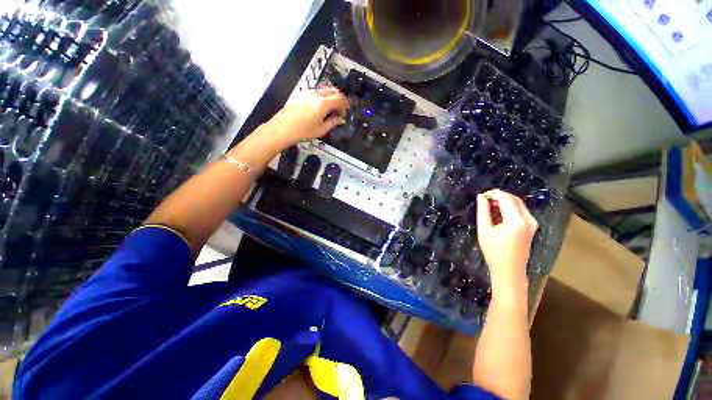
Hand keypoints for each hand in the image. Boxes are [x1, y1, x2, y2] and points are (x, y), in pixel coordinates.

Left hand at [262, 87, 348, 146]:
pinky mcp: (302, 94)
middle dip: (339, 100)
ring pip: (325, 90)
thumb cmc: (304, 131)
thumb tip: (341, 120)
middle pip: (333, 91)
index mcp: (323, 103)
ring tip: (330, 111)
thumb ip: (333, 122)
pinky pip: (317, 92)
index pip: (340, 98)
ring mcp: (308, 92)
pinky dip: (323, 98)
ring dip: (331, 98)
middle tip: (339, 112)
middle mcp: (316, 94)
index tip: (344, 113)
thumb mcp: (321, 129)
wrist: (283, 128)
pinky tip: (320, 109)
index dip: (345, 105)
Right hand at [476, 190, 537, 288]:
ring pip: (518, 204)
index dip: (493, 193)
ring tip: (488, 205)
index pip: (506, 199)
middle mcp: (528, 219)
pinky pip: (520, 211)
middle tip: (484, 199)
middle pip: (514, 199)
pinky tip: (498, 212)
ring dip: (504, 201)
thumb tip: (480, 197)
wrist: (509, 270)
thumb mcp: (484, 230)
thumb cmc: (494, 251)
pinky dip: (509, 208)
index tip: (481, 194)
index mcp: (517, 221)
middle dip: (499, 196)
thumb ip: (483, 211)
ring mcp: (532, 223)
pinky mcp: (531, 227)